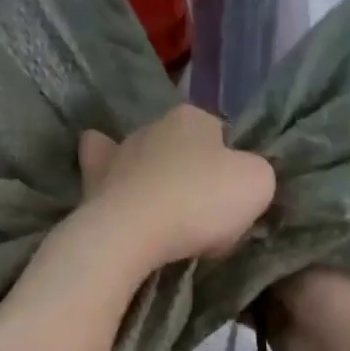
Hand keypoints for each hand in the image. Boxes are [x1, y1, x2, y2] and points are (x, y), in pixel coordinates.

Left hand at [75, 107, 274, 276]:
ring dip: (153, 178)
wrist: (132, 232)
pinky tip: (110, 184)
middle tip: (201, 218)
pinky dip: (107, 172)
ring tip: (162, 214)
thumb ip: (256, 174)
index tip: (231, 204)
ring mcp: (119, 151)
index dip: (231, 171)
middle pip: (182, 150)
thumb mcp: (257, 185)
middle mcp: (153, 125)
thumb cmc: (199, 203)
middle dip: (192, 175)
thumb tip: (242, 178)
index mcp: (195, 117)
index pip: (223, 138)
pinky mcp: (92, 179)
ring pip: (143, 158)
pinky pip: (100, 165)